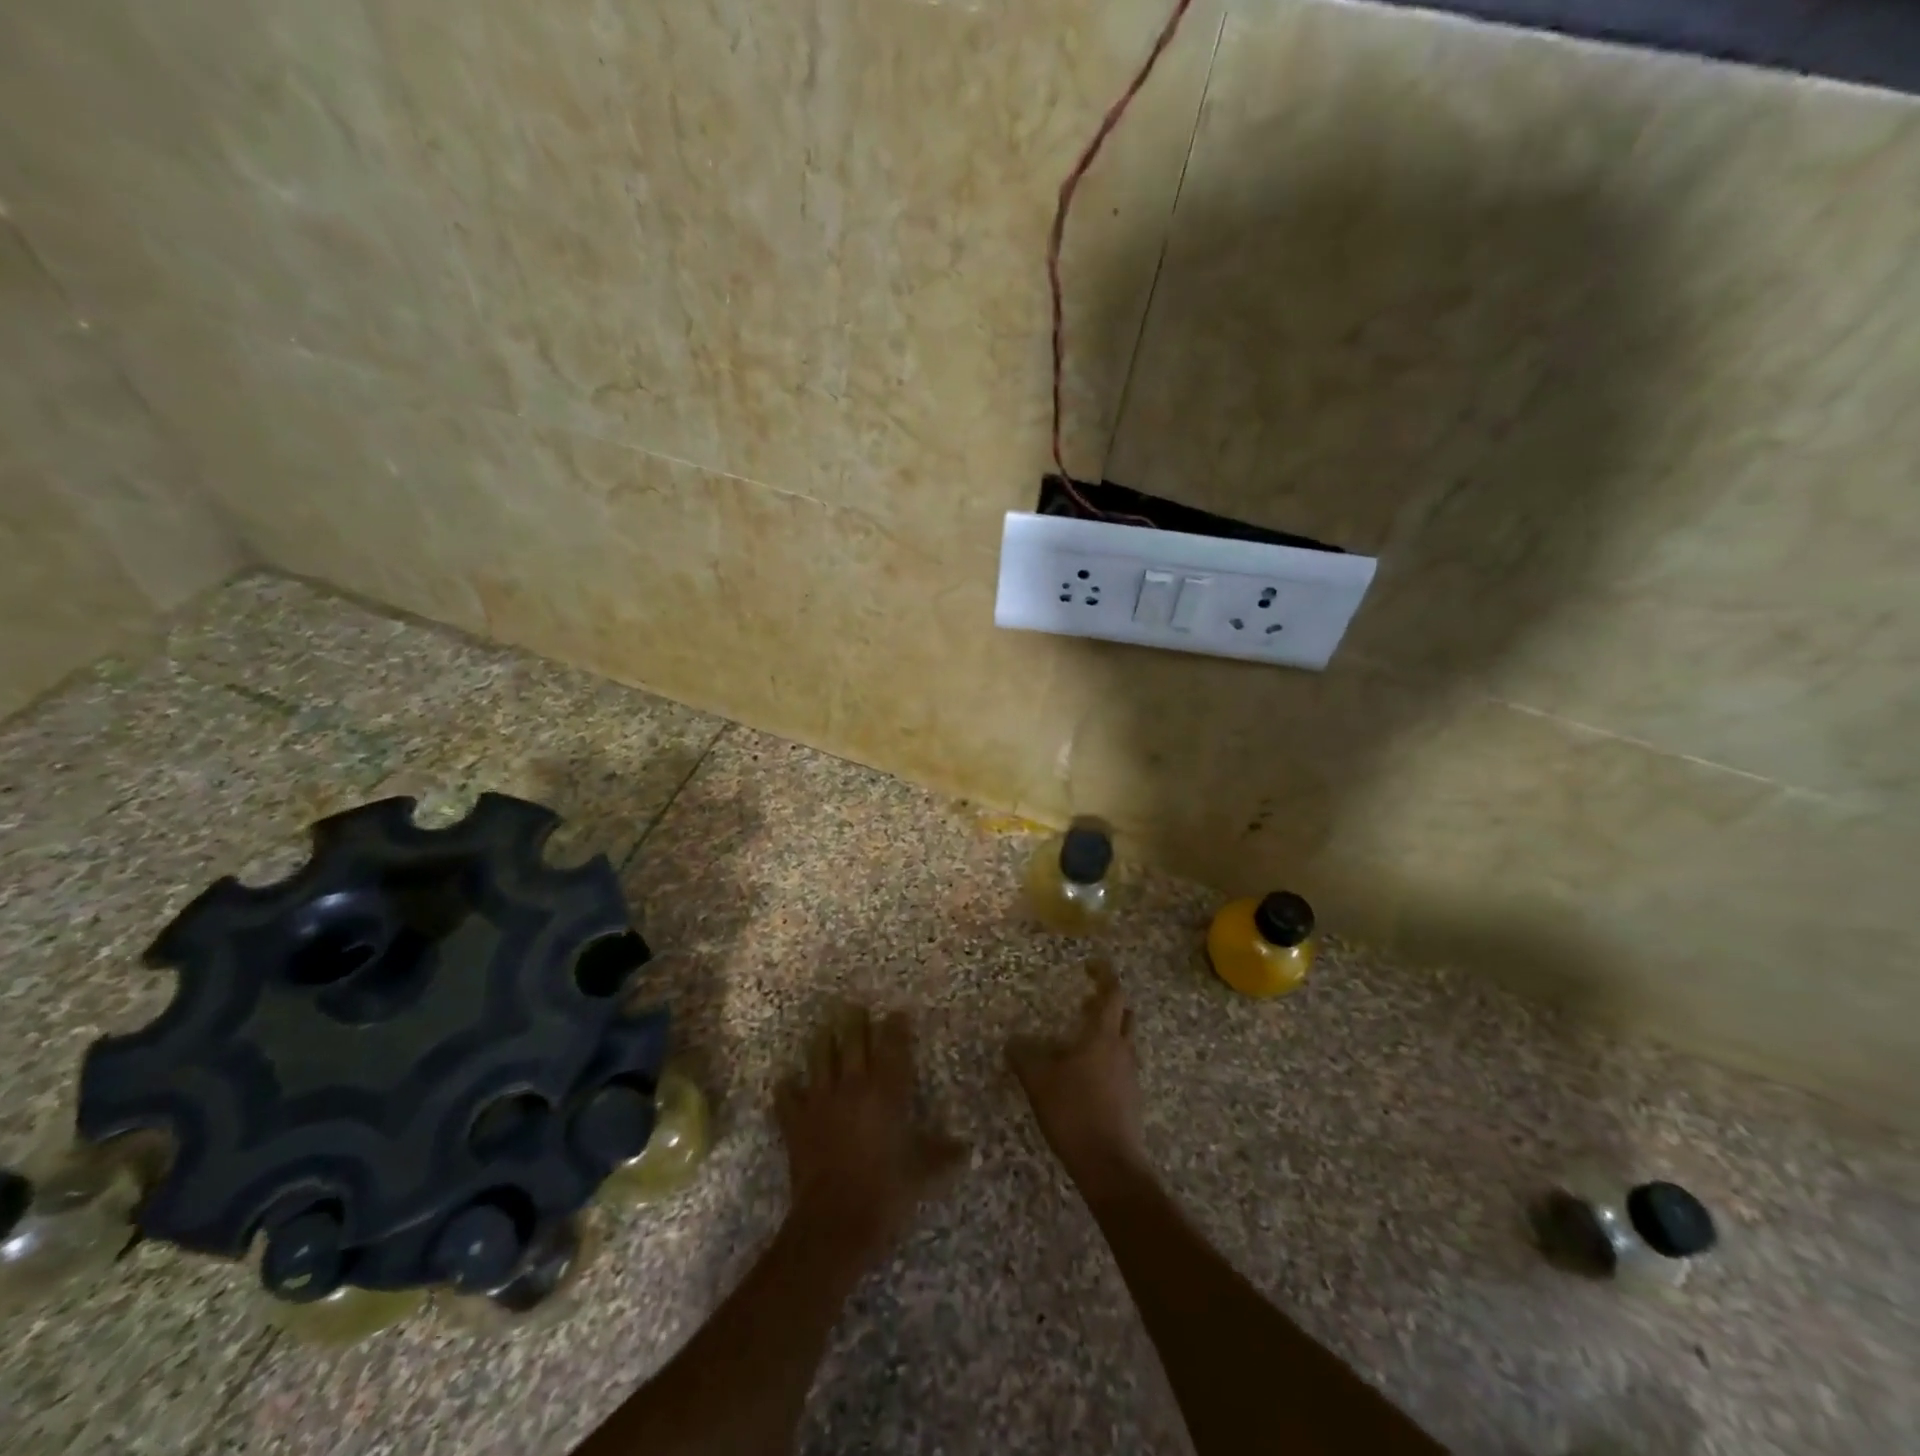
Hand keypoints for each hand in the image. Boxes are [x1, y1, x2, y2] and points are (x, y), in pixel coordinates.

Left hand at [776, 1006, 966, 1257]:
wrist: (836, 1221)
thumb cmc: (886, 1191)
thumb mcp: (923, 1172)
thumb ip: (943, 1154)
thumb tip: (967, 1149)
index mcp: (886, 1092)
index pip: (892, 1047)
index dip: (895, 1027)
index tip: (897, 1013)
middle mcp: (853, 1086)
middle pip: (852, 1042)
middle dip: (854, 1022)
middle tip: (854, 1008)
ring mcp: (821, 1101)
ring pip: (819, 1058)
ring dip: (821, 1042)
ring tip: (823, 1029)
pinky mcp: (796, 1122)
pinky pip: (787, 1097)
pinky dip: (787, 1088)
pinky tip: (786, 1082)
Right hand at [1008, 960, 1147, 1191]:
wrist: (1109, 1164)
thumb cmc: (1074, 1112)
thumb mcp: (1039, 1081)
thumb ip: (1024, 1057)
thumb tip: (1013, 1041)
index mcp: (1102, 1036)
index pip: (1112, 993)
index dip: (1104, 975)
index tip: (1091, 965)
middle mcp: (1122, 1050)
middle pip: (1124, 1015)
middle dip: (1108, 1002)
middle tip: (1085, 1000)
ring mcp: (1130, 1075)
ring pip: (1124, 1041)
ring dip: (1107, 1031)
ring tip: (1080, 1036)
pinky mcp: (1130, 1098)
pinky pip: (1120, 1065)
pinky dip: (1106, 1057)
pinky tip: (1084, 1073)